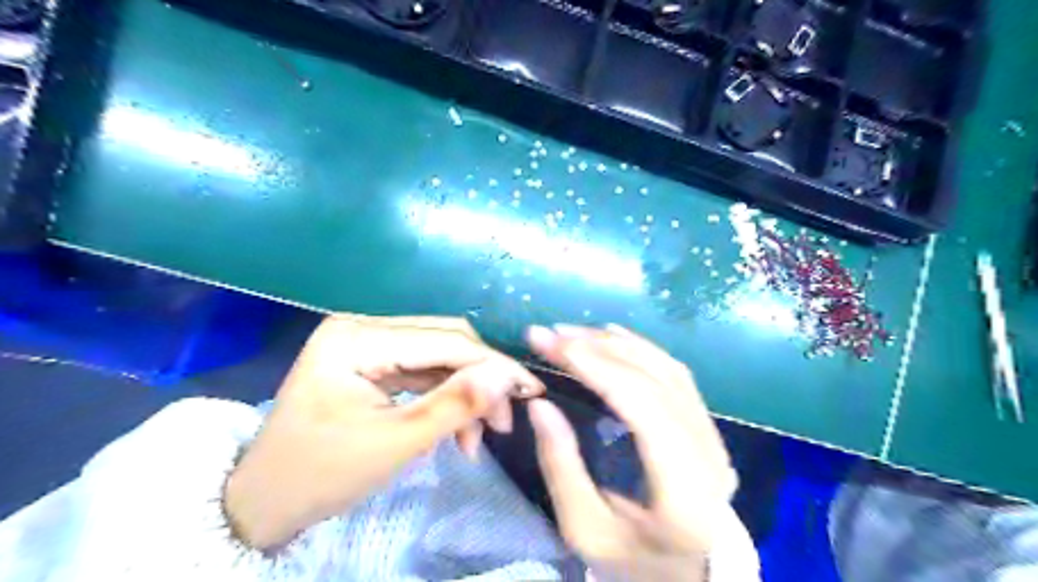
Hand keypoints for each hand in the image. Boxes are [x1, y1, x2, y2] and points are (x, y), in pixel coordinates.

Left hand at [220, 314, 542, 550]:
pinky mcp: (369, 360)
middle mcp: (362, 327)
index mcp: (357, 338)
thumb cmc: (320, 474)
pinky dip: (443, 397)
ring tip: (477, 438)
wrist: (262, 501)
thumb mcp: (394, 444)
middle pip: (443, 342)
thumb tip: (506, 377)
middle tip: (504, 421)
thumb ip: (453, 405)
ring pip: (437, 357)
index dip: (493, 365)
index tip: (532, 389)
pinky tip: (455, 429)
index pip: (444, 341)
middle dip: (480, 380)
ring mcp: (365, 342)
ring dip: (463, 392)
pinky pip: (420, 371)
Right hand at [529, 323, 736, 581]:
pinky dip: (640, 349)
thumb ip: (561, 465)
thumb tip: (540, 404)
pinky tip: (611, 336)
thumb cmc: (633, 562)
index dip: (595, 366)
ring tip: (572, 333)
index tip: (550, 343)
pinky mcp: (708, 428)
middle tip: (550, 334)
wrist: (688, 576)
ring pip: (666, 369)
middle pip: (654, 379)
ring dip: (617, 344)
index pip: (641, 406)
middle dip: (597, 349)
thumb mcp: (584, 529)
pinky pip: (675, 375)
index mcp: (683, 492)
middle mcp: (710, 455)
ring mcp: (714, 438)